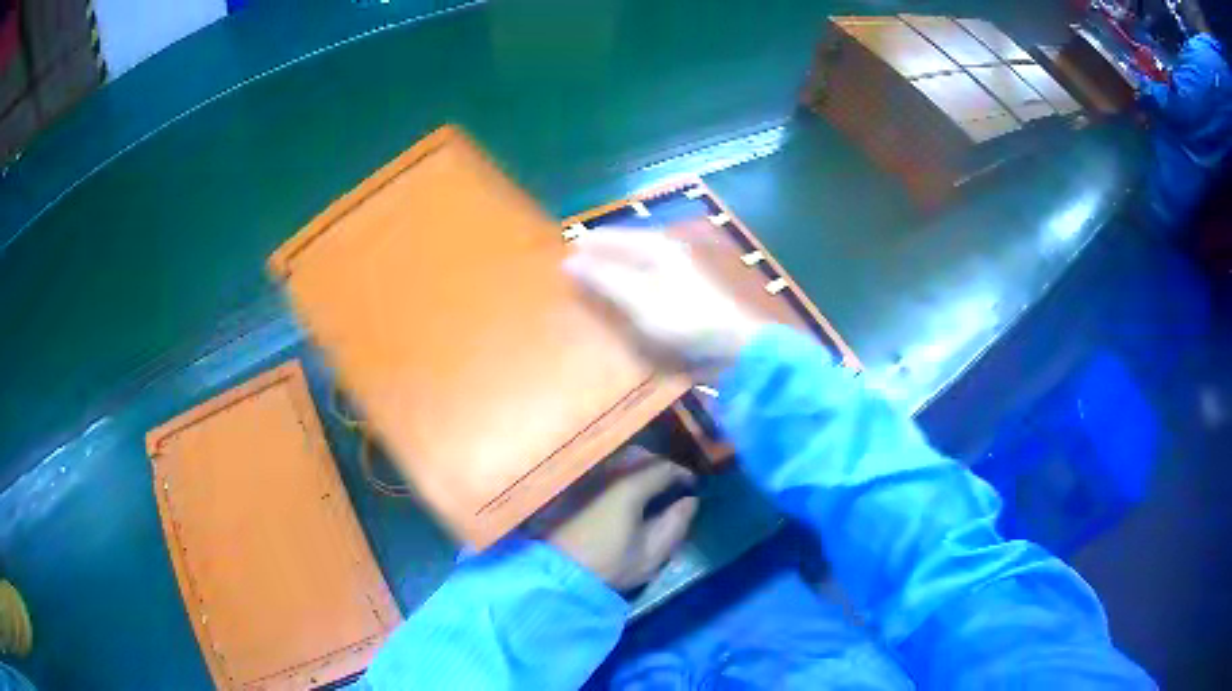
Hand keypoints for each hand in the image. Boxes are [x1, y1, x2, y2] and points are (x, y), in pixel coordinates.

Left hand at [542, 449, 697, 590]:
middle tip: (674, 485)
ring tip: (652, 489)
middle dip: (661, 466)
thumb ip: (676, 524)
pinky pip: (605, 470)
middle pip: (640, 455)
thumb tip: (690, 501)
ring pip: (619, 460)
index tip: (694, 487)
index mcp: (630, 487)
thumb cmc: (610, 565)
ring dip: (640, 468)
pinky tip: (627, 495)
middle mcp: (608, 473)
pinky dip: (621, 475)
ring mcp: (588, 479)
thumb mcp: (652, 553)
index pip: (663, 467)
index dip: (683, 474)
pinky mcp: (575, 489)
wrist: (559, 574)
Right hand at [565, 232, 763, 370]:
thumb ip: (603, 280)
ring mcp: (671, 274)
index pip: (608, 237)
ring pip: (628, 269)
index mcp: (654, 247)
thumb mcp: (638, 300)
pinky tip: (613, 308)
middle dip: (594, 262)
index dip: (584, 246)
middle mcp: (662, 254)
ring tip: (582, 292)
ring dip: (607, 280)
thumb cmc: (685, 320)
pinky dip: (623, 295)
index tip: (556, 258)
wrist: (732, 348)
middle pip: (618, 251)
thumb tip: (568, 261)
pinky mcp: (676, 296)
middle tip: (565, 277)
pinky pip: (639, 287)